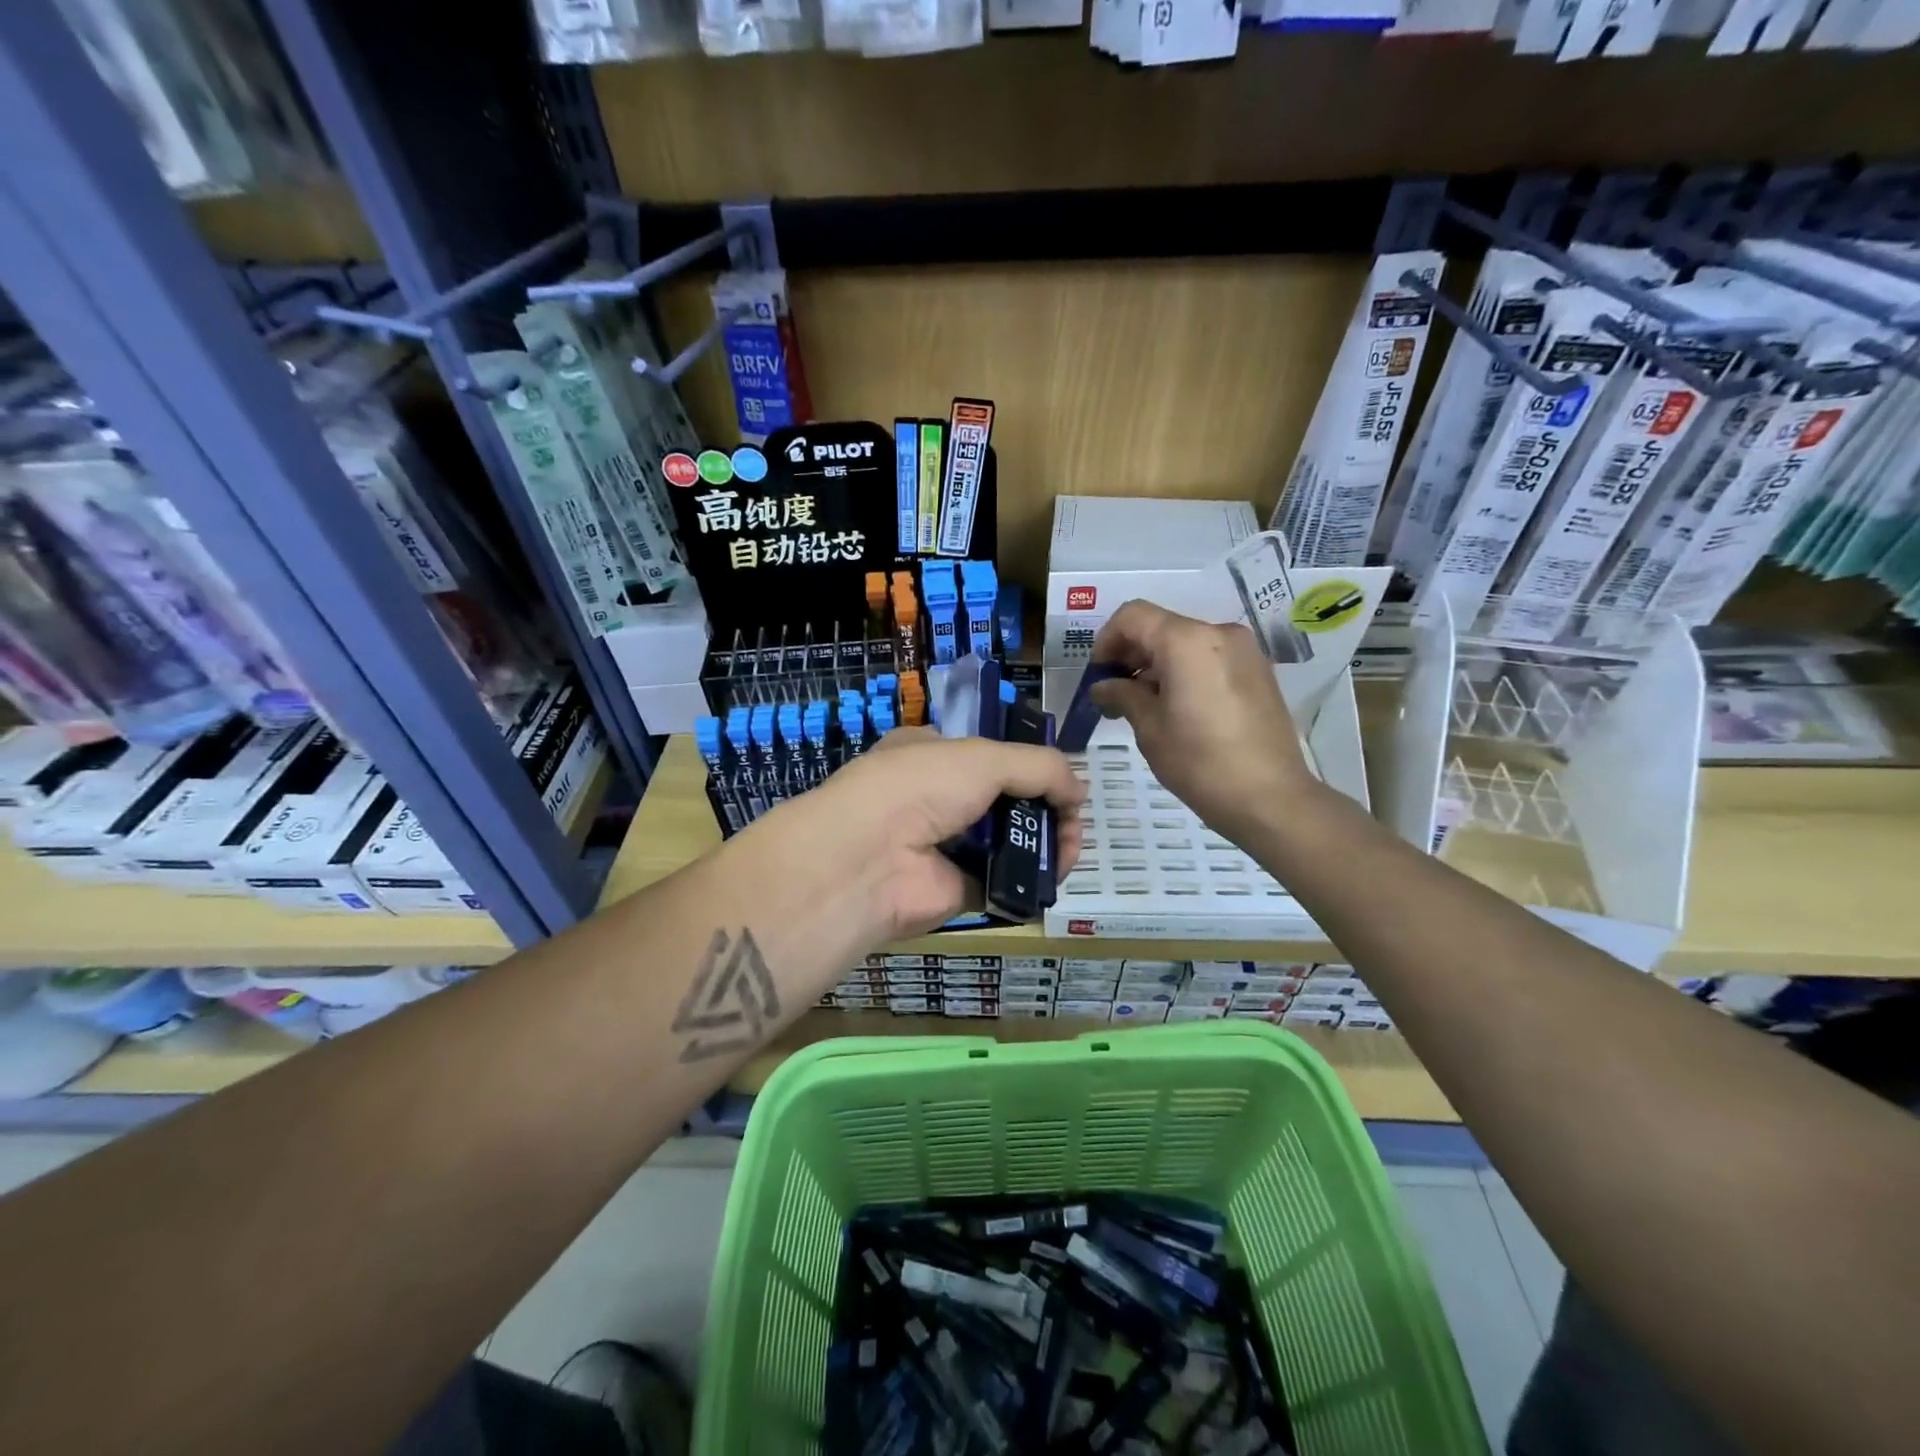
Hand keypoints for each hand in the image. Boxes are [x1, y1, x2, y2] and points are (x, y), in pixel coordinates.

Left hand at [758, 730, 1085, 940]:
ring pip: (1008, 841)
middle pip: (1005, 799)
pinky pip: (1003, 882)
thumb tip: (1081, 791)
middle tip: (1074, 819)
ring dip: (1045, 842)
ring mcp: (945, 846)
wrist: (868, 860)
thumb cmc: (919, 787)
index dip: (1029, 765)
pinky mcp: (955, 889)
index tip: (1062, 780)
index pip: (989, 755)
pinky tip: (1055, 874)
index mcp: (932, 754)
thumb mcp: (984, 757)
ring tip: (1070, 847)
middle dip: (1045, 806)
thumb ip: (1039, 767)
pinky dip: (1030, 880)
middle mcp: (937, 798)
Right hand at [1089, 600, 1320, 847]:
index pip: (1133, 616)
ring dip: (1157, 664)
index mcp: (1187, 641)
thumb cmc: (1200, 762)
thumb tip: (1103, 686)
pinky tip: (1177, 708)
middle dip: (1131, 654)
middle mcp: (1218, 633)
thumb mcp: (1150, 728)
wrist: (1271, 798)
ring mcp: (1244, 651)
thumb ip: (1122, 695)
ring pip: (1185, 642)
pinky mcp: (1258, 671)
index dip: (1107, 640)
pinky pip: (1209, 657)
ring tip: (1144, 705)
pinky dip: (1184, 671)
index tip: (1098, 674)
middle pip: (1161, 626)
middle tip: (1114, 693)